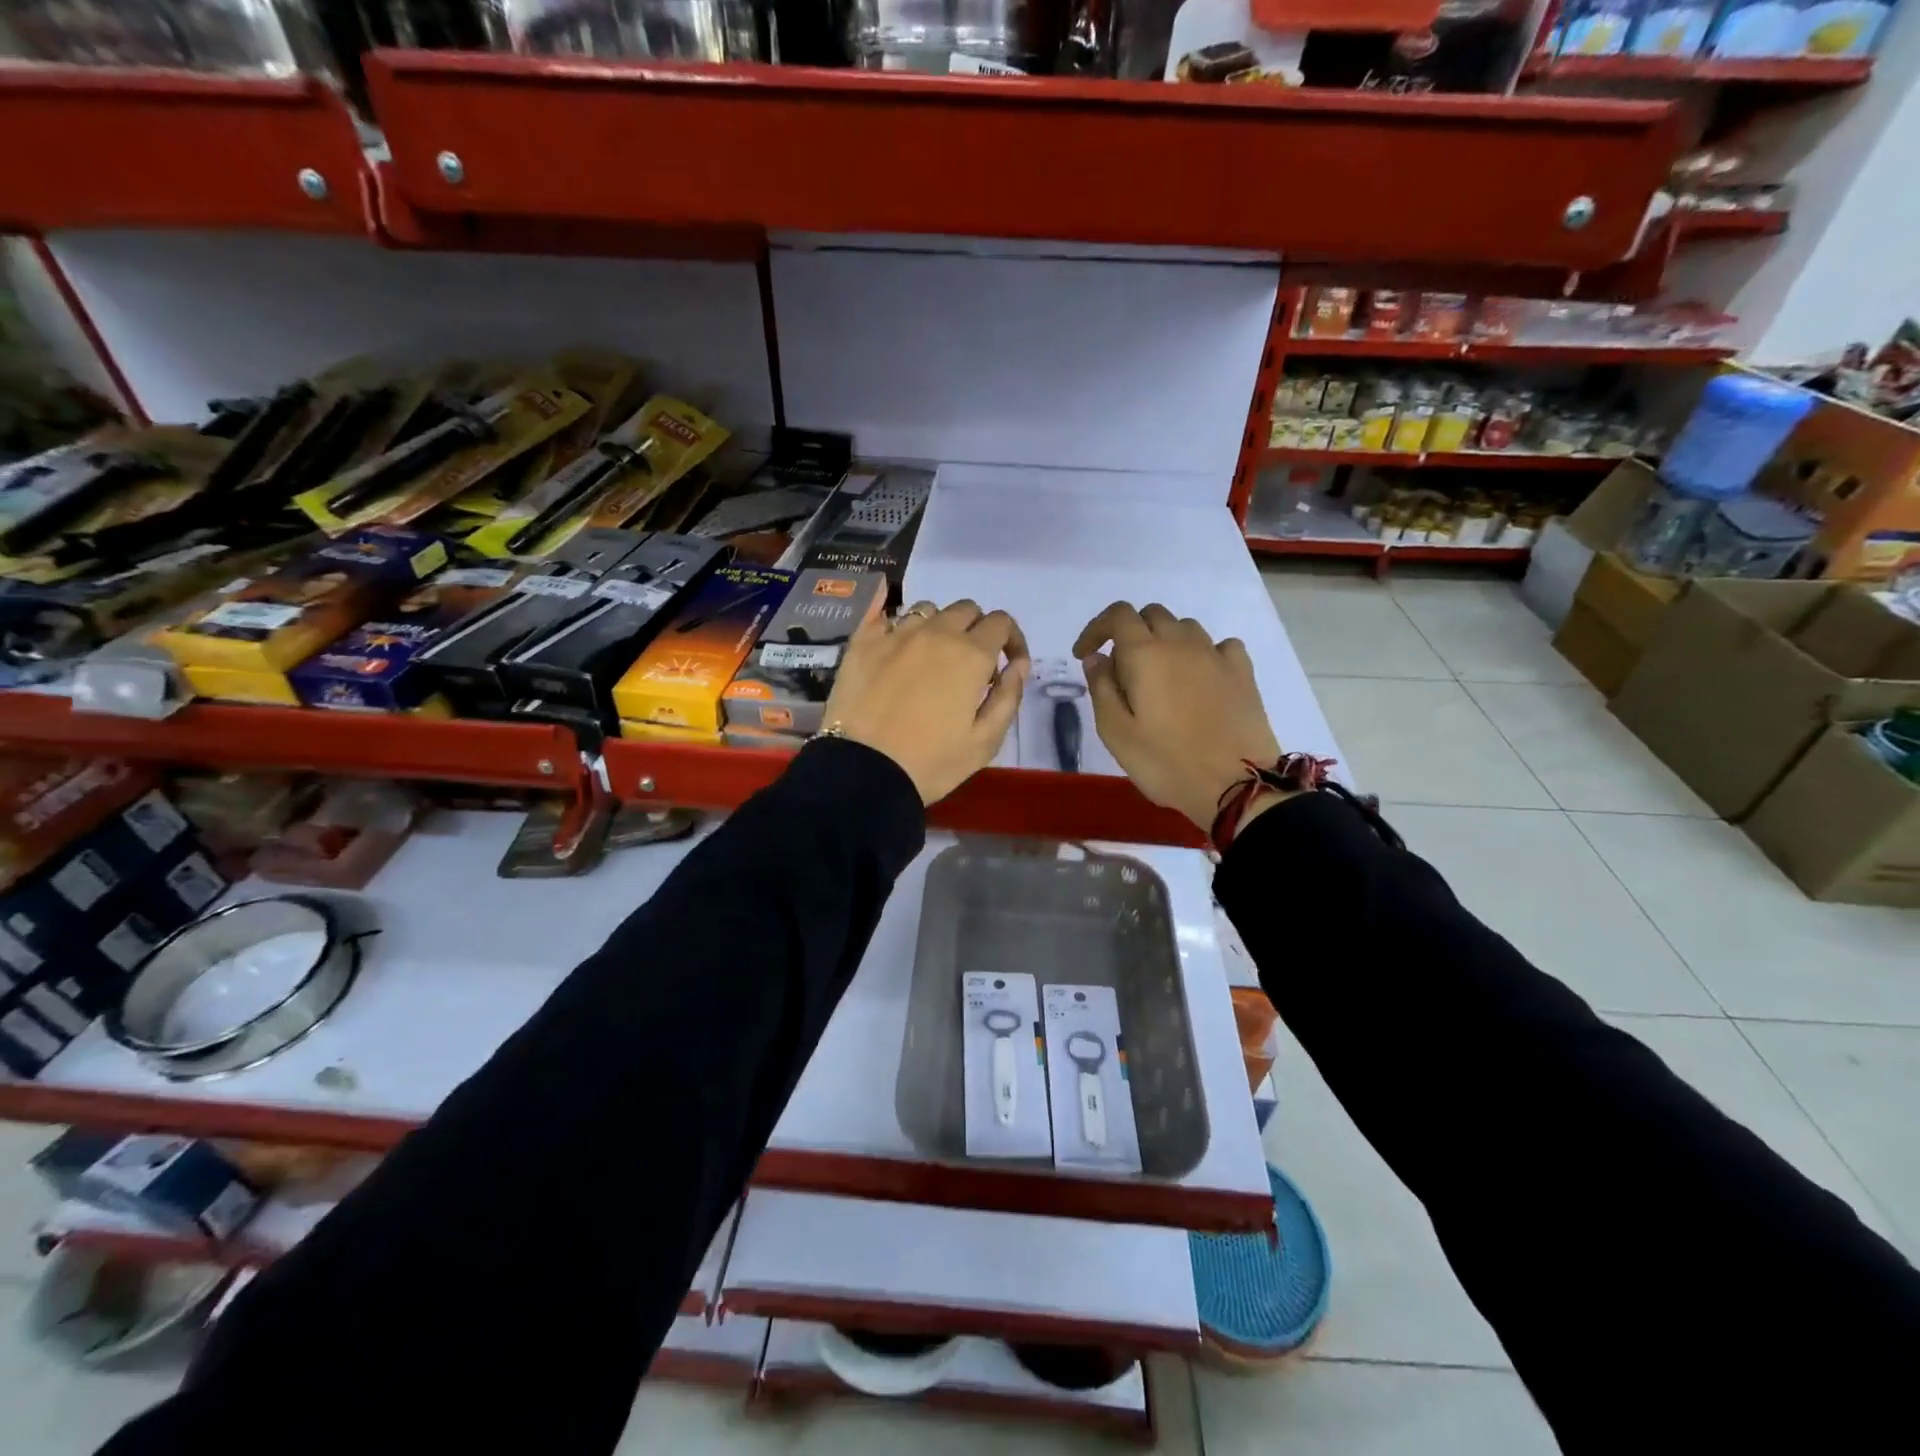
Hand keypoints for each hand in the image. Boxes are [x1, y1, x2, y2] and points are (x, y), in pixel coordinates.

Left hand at [824, 599, 1029, 803]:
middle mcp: (936, 632)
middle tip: (970, 664)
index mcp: (970, 655)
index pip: (1001, 622)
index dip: (1011, 639)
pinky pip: (885, 617)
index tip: (1008, 663)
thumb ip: (1009, 696)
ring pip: (927, 609)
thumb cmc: (932, 762)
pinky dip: (897, 627)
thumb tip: (1018, 664)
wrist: (863, 771)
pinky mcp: (862, 642)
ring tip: (931, 657)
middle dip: (976, 629)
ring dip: (938, 626)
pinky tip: (895, 648)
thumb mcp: (986, 741)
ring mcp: (896, 633)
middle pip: (965, 609)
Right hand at [1073, 602, 1281, 831]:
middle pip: (1152, 614)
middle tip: (1121, 670)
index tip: (1085, 655)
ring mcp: (1216, 655)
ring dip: (1165, 640)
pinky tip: (1200, 678)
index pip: (1118, 615)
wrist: (1235, 785)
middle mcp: (1181, 642)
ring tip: (1159, 676)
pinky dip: (1202, 653)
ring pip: (1185, 627)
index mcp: (1145, 654)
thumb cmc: (1165, 762)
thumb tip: (1097, 658)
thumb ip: (1101, 688)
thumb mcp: (1116, 732)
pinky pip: (1219, 645)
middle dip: (1130, 632)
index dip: (1096, 628)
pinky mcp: (1243, 672)